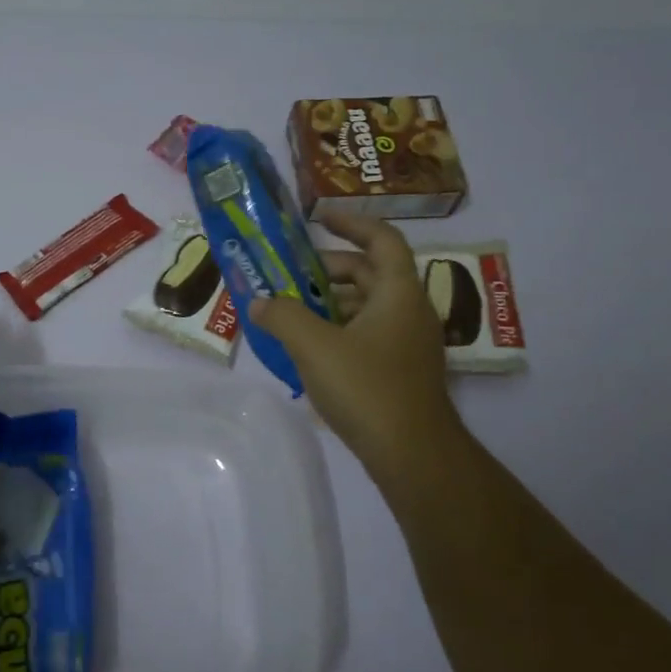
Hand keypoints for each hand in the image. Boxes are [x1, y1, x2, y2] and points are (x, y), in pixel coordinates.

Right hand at [250, 214, 462, 472]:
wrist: (412, 454)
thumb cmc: (367, 387)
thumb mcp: (314, 346)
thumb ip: (282, 316)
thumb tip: (258, 302)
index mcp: (398, 293)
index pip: (382, 239)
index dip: (352, 223)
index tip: (319, 217)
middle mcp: (409, 311)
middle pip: (371, 273)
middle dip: (329, 268)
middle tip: (291, 273)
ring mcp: (408, 343)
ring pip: (367, 307)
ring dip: (330, 302)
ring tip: (291, 311)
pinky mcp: (400, 371)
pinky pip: (367, 334)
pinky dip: (338, 329)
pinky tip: (308, 348)